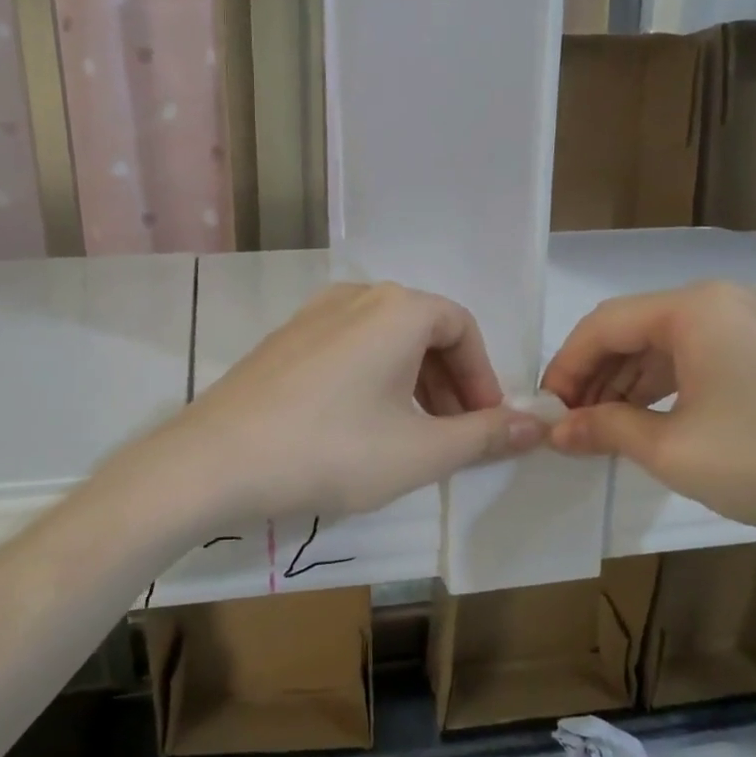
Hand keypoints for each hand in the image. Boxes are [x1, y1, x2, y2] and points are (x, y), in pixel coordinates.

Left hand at [144, 282, 546, 523]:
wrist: (217, 460)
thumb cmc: (333, 451)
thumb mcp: (420, 451)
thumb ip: (485, 436)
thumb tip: (538, 424)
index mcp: (397, 309)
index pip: (462, 328)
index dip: (482, 377)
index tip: (486, 424)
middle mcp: (355, 296)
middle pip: (422, 331)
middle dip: (448, 383)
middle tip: (452, 435)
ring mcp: (311, 315)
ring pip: (382, 341)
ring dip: (410, 383)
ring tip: (408, 436)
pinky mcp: (282, 340)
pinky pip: (345, 350)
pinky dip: (369, 380)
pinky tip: (356, 427)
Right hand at [540, 282, 755, 555]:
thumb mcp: (673, 450)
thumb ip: (605, 429)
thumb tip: (556, 430)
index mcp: (695, 309)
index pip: (604, 325)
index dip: (566, 367)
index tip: (545, 411)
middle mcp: (723, 300)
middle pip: (633, 329)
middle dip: (594, 376)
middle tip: (569, 424)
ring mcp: (753, 321)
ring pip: (665, 344)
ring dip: (626, 383)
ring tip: (601, 429)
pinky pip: (698, 356)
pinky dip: (664, 386)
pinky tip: (647, 421)